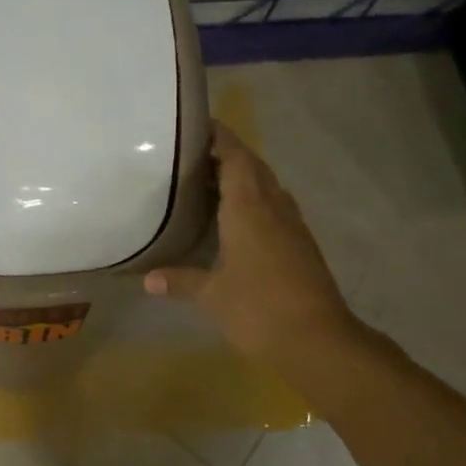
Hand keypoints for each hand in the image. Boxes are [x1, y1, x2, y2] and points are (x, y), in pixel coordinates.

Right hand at [144, 123, 364, 376]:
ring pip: (267, 186)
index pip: (235, 157)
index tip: (198, 125)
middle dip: (227, 154)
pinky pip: (275, 206)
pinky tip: (236, 218)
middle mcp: (273, 207)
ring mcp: (292, 224)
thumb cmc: (258, 309)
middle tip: (194, 154)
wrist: (318, 340)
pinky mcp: (301, 244)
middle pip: (253, 166)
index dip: (219, 137)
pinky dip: (254, 199)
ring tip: (210, 181)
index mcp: (249, 207)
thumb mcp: (211, 295)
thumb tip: (148, 280)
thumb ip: (180, 280)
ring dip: (243, 176)